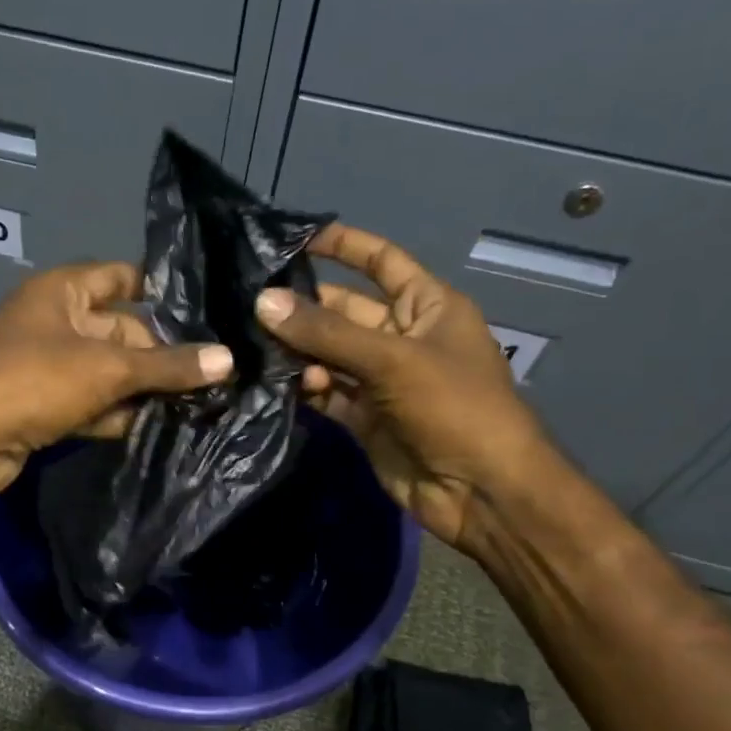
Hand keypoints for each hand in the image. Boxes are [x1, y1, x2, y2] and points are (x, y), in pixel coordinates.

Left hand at [0, 261, 232, 510]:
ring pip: (108, 374)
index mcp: (62, 292)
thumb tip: (228, 360)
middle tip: (218, 373)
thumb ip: (166, 366)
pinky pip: (91, 406)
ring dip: (144, 390)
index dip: (160, 290)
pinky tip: (160, 429)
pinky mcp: (44, 409)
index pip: (120, 278)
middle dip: (162, 354)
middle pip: (121, 331)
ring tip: (204, 403)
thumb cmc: (31, 382)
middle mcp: (55, 324)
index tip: (208, 310)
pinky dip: (118, 416)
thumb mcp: (107, 369)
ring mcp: (48, 369)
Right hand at [254, 224, 552, 549]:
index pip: (382, 262)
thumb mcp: (392, 360)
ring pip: (330, 355)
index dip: (345, 246)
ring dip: (299, 352)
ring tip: (254, 348)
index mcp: (429, 307)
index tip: (296, 239)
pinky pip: (327, 394)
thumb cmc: (454, 407)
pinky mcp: (365, 418)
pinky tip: (277, 385)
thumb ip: (327, 333)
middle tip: (250, 305)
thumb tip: (264, 303)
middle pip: (346, 312)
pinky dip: (305, 389)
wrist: (480, 491)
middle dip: (305, 308)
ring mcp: (382, 381)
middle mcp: (403, 338)